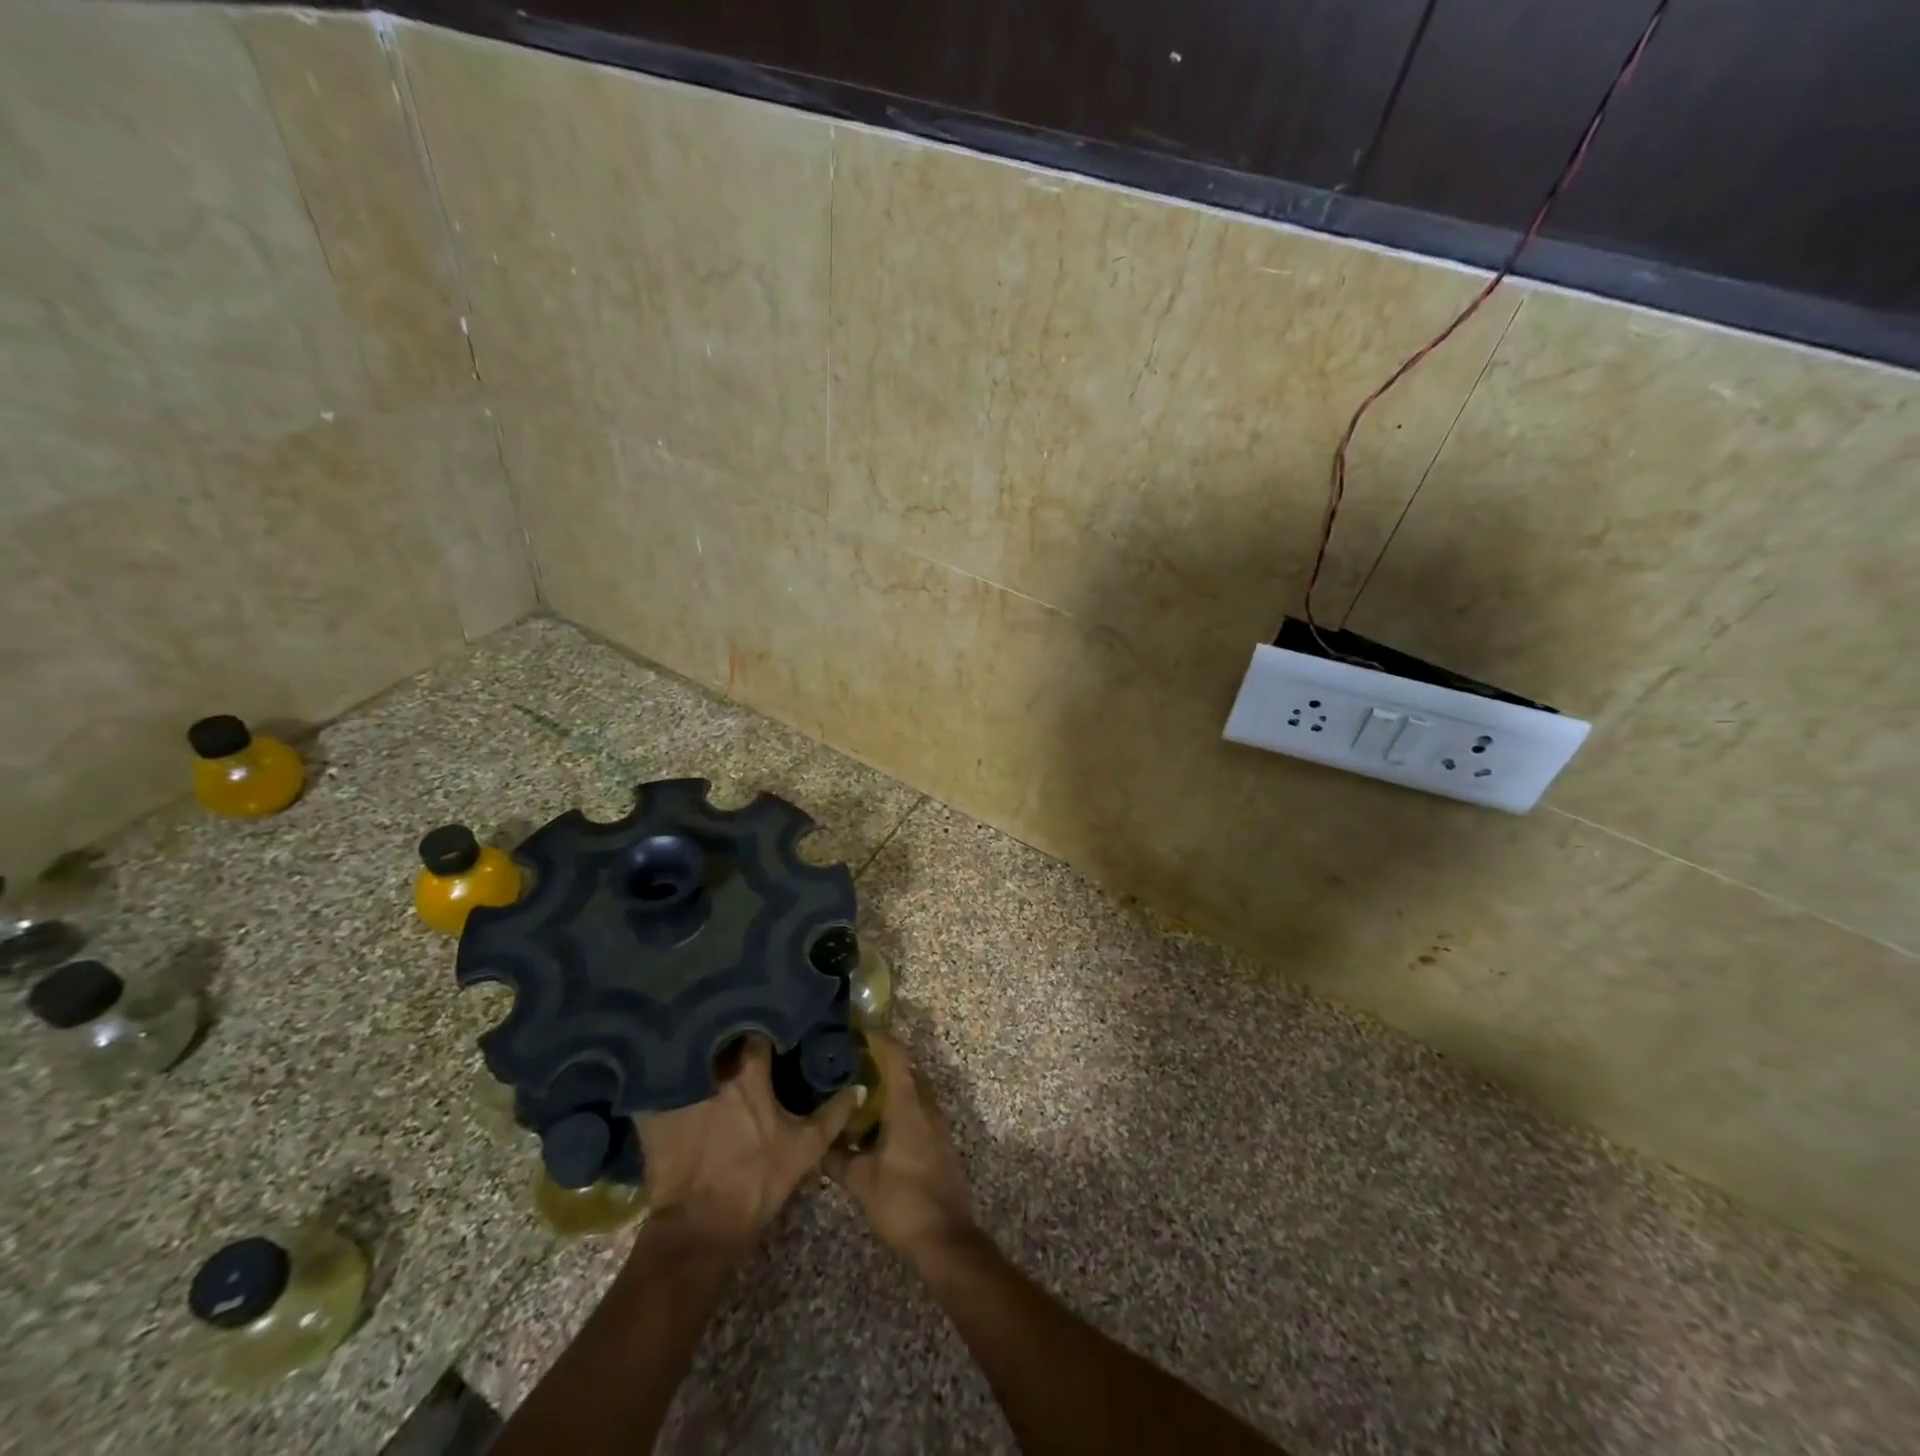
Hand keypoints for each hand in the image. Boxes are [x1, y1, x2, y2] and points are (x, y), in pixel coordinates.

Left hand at [636, 1037, 858, 1257]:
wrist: (699, 1228)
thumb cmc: (756, 1181)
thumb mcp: (804, 1149)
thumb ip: (833, 1115)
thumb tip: (860, 1087)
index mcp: (748, 1074)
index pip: (756, 1033)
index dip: (764, 1027)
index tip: (769, 1027)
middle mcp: (711, 1072)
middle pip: (717, 1037)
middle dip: (726, 1031)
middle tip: (735, 1030)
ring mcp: (678, 1090)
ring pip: (686, 1054)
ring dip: (694, 1050)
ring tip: (700, 1044)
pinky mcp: (651, 1112)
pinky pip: (653, 1081)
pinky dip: (659, 1075)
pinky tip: (663, 1074)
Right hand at [825, 1032, 974, 1265]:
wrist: (945, 1240)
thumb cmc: (902, 1203)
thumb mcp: (860, 1181)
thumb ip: (836, 1157)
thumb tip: (817, 1141)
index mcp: (908, 1106)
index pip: (896, 1056)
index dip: (878, 1038)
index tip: (856, 1030)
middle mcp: (927, 1106)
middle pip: (907, 1068)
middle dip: (883, 1058)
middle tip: (852, 1059)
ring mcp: (938, 1124)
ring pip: (915, 1088)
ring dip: (893, 1082)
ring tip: (862, 1087)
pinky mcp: (941, 1141)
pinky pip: (920, 1107)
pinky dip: (901, 1102)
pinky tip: (880, 1121)